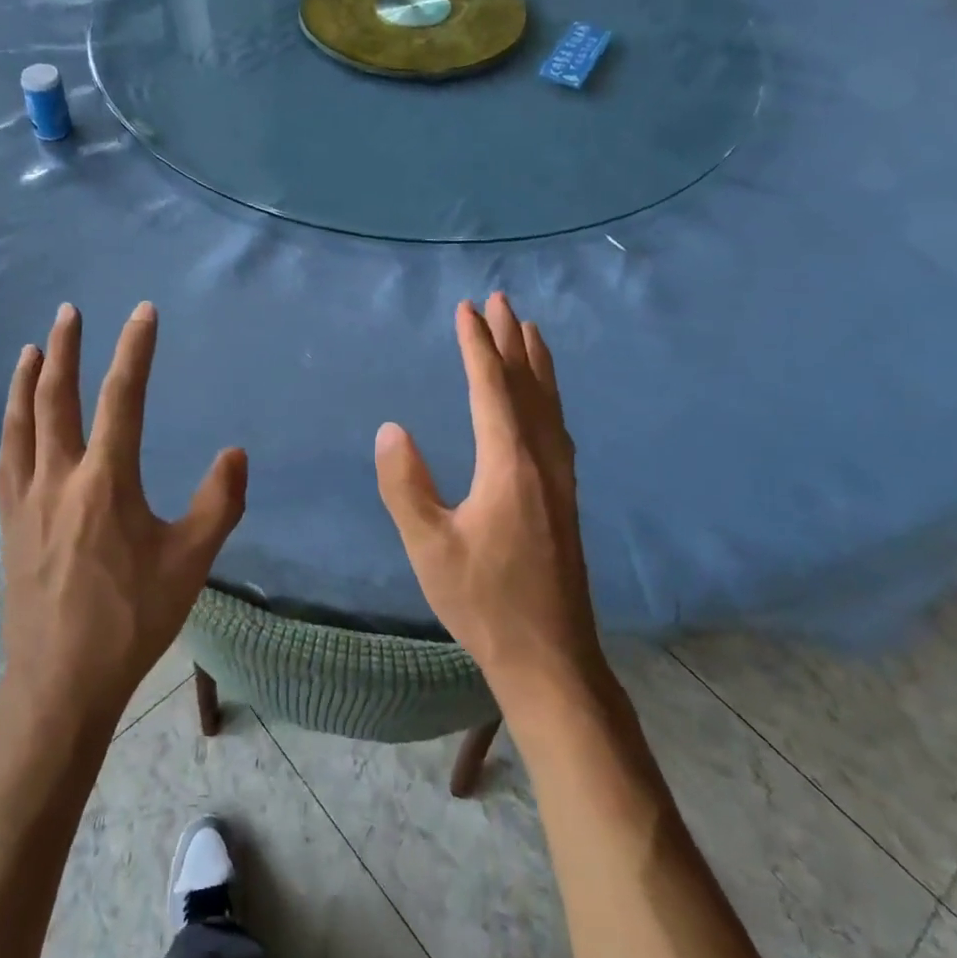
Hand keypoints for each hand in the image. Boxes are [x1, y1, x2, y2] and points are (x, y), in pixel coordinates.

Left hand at [0, 302, 247, 728]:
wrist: (61, 681)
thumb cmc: (132, 619)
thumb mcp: (191, 563)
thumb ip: (219, 503)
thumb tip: (237, 453)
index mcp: (106, 482)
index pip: (122, 398)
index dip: (134, 350)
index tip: (142, 312)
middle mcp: (60, 478)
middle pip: (58, 398)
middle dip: (66, 349)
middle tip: (69, 310)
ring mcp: (27, 500)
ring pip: (22, 424)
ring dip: (28, 381)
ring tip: (34, 348)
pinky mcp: (9, 523)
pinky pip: (7, 459)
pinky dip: (11, 426)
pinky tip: (15, 421)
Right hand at [374, 294, 607, 716]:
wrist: (551, 658)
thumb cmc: (484, 602)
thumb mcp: (429, 546)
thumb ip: (406, 485)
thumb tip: (390, 429)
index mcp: (509, 465)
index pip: (490, 388)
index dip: (477, 346)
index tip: (466, 310)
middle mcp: (541, 460)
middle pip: (526, 385)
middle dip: (511, 340)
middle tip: (501, 299)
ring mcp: (560, 479)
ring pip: (548, 404)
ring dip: (536, 362)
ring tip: (530, 329)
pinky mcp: (565, 497)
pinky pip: (556, 426)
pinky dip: (548, 396)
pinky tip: (544, 402)